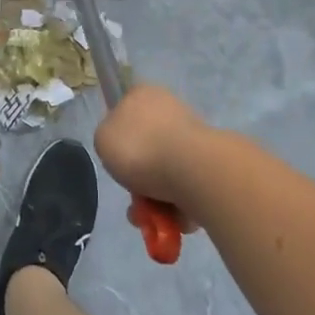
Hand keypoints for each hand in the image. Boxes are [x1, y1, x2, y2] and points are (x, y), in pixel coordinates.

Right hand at [95, 84, 213, 229]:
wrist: (192, 171)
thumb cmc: (140, 148)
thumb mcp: (103, 139)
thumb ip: (108, 139)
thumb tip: (122, 146)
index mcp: (144, 95)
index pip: (126, 110)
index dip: (119, 137)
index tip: (117, 159)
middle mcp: (170, 109)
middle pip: (146, 147)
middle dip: (138, 179)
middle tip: (134, 200)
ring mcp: (193, 137)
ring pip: (166, 171)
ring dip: (155, 198)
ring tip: (150, 219)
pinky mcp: (211, 165)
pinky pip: (186, 187)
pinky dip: (177, 206)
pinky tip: (170, 220)